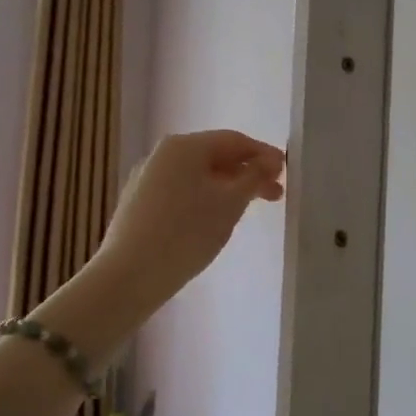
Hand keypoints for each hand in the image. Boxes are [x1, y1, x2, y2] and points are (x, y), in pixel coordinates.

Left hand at [93, 130, 285, 310]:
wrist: (129, 275)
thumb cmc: (187, 233)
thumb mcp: (230, 204)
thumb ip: (254, 177)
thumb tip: (269, 161)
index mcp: (184, 146)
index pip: (234, 141)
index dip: (263, 154)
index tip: (285, 172)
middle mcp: (163, 155)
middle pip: (215, 156)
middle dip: (247, 173)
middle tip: (274, 195)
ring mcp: (147, 179)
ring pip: (198, 176)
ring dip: (227, 188)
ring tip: (248, 210)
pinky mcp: (139, 203)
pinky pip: (181, 191)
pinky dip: (205, 199)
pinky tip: (214, 220)